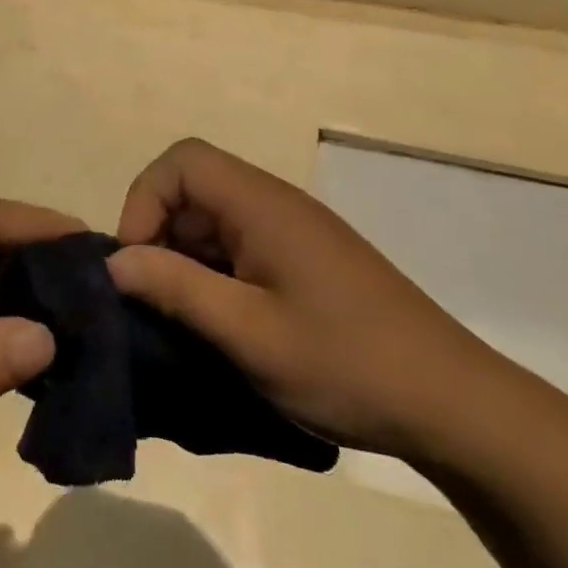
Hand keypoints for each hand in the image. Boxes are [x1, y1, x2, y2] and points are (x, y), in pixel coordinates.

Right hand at [109, 139, 492, 460]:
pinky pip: (239, 248)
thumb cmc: (346, 364)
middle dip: (159, 236)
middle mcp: (276, 205)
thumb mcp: (248, 333)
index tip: (138, 263)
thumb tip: (114, 262)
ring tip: (184, 319)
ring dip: (186, 260)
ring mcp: (293, 233)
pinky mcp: (305, 262)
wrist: (454, 405)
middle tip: (154, 299)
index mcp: (262, 205)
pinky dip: (214, 276)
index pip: (182, 161)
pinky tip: (221, 325)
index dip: (145, 201)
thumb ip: (176, 288)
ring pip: (213, 221)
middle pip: (193, 188)